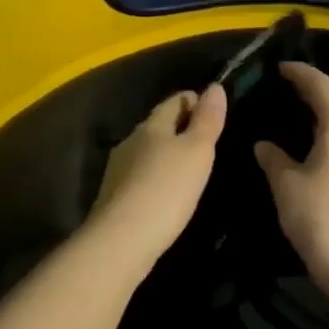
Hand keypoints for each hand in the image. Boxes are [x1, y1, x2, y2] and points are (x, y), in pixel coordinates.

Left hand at [86, 82, 227, 269]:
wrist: (121, 242)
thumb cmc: (166, 190)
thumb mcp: (197, 152)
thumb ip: (207, 120)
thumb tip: (215, 86)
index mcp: (151, 126)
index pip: (175, 101)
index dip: (195, 101)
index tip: (215, 112)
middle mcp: (131, 141)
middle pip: (159, 125)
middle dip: (180, 127)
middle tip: (207, 142)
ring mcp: (118, 170)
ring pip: (147, 151)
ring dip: (167, 154)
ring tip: (189, 169)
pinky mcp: (114, 197)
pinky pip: (140, 176)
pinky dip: (156, 177)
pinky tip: (167, 194)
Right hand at [254, 63, 328, 294]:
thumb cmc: (322, 219)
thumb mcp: (287, 186)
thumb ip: (273, 159)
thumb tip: (264, 144)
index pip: (321, 86)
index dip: (300, 73)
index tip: (281, 67)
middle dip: (312, 94)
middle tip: (285, 91)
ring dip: (324, 119)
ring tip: (297, 119)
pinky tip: (318, 149)